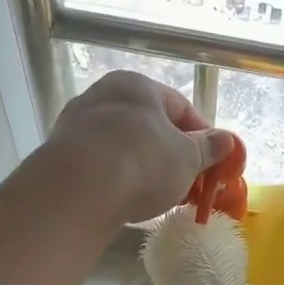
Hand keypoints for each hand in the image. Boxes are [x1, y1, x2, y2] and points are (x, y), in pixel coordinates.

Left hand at [43, 72, 234, 225]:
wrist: (78, 189)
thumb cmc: (143, 162)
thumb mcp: (187, 158)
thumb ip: (207, 148)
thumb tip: (225, 140)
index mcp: (137, 85)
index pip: (179, 106)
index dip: (201, 136)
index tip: (211, 162)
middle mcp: (102, 95)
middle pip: (146, 125)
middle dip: (169, 153)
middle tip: (186, 182)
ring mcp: (75, 124)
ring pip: (120, 144)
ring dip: (140, 166)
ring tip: (155, 195)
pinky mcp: (58, 154)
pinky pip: (98, 164)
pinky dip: (114, 178)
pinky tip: (123, 199)